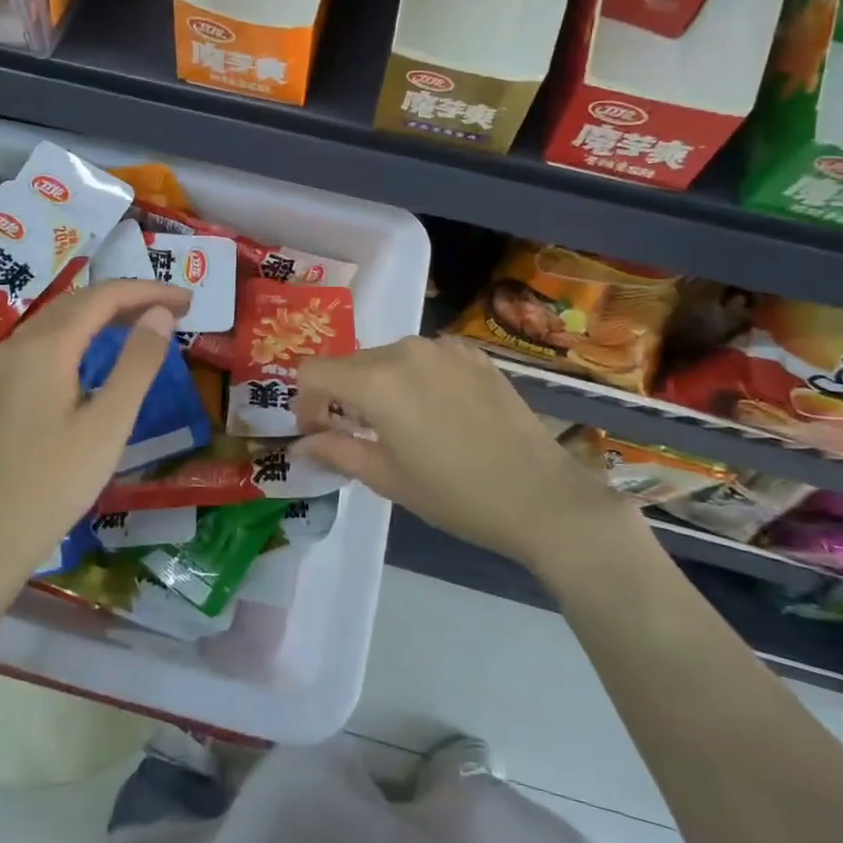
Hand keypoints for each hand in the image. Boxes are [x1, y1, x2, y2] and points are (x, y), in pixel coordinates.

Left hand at [0, 279, 189, 581]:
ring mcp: (5, 362)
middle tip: (175, 310)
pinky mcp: (1, 383)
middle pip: (81, 300)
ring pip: (61, 317)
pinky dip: (81, 331)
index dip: (149, 291)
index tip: (187, 300)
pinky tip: (99, 348)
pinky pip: (46, 337)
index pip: (105, 297)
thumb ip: (138, 363)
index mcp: (47, 346)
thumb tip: (161, 314)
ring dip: (105, 312)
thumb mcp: (110, 423)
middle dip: (130, 298)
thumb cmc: (58, 481)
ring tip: (146, 322)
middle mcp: (20, 342)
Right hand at [292, 336, 636, 571]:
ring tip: (402, 425)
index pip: (313, 372)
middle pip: (350, 363)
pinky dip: (415, 378)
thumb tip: (301, 445)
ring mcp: (442, 347)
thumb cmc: (454, 494)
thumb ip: (336, 451)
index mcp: (376, 381)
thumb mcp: (387, 477)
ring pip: (387, 358)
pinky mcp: (472, 353)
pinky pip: (424, 357)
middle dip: (341, 396)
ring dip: (379, 385)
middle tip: (356, 435)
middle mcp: (405, 350)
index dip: (305, 402)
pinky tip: (438, 412)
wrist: (540, 495)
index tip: (319, 433)